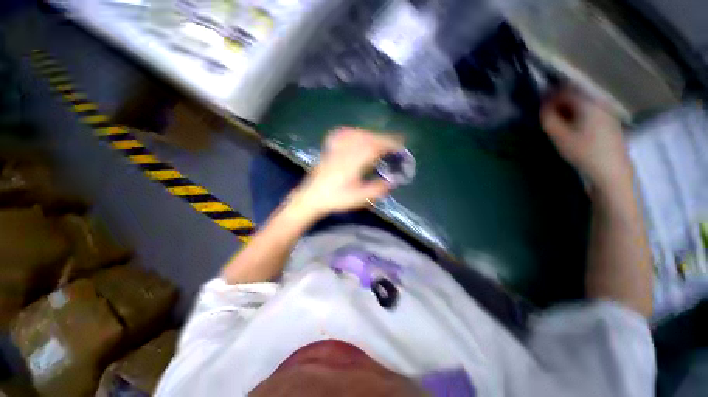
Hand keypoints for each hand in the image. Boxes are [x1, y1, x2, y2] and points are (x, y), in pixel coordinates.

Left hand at [288, 128, 402, 220]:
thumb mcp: (358, 198)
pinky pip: (343, 135)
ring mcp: (336, 150)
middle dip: (383, 138)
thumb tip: (392, 182)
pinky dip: (354, 132)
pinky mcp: (330, 150)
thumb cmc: (335, 199)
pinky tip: (357, 134)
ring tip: (380, 140)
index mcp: (353, 163)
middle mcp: (345, 152)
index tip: (399, 145)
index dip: (388, 144)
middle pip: (366, 138)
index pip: (373, 148)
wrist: (311, 198)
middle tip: (394, 142)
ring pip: (356, 135)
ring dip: (371, 135)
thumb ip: (376, 189)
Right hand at [541, 88, 632, 191]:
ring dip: (568, 109)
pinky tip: (572, 127)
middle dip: (559, 101)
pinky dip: (577, 115)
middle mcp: (599, 103)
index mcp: (588, 103)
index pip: (565, 91)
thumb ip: (549, 119)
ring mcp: (607, 112)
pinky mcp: (609, 122)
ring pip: (582, 104)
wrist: (612, 170)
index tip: (538, 102)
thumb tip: (543, 107)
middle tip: (546, 113)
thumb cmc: (584, 152)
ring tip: (557, 121)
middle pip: (576, 96)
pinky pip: (589, 112)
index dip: (549, 95)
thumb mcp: (560, 136)